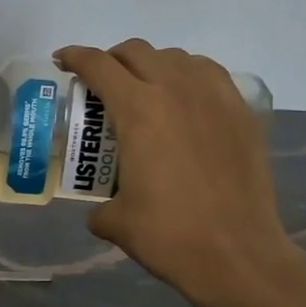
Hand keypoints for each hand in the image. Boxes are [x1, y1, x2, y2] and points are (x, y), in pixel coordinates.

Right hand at [54, 39, 305, 306]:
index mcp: (138, 110)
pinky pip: (210, 75)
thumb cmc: (168, 235)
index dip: (75, 57)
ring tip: (145, 91)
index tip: (63, 61)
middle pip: (137, 51)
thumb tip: (102, 209)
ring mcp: (215, 97)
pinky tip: (185, 102)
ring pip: (177, 58)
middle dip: (112, 60)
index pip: (98, 65)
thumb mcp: (116, 221)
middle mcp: (176, 90)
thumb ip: (100, 205)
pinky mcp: (242, 113)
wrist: (236, 254)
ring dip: (152, 66)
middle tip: (102, 82)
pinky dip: (189, 77)